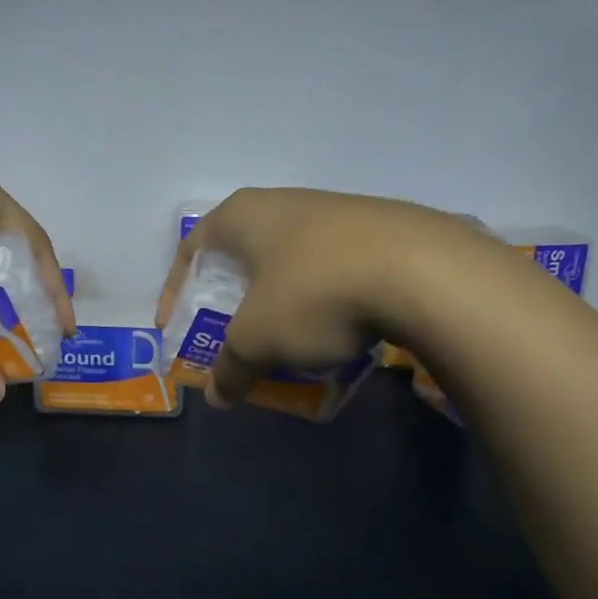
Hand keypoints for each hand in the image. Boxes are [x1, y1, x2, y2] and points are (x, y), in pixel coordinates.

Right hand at [154, 188, 496, 407]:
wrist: (422, 270)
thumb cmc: (314, 292)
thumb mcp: (259, 339)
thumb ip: (231, 367)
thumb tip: (218, 396)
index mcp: (244, 215)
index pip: (192, 248)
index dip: (176, 290)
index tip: (176, 326)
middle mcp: (285, 203)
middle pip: (243, 255)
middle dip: (233, 301)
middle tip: (234, 337)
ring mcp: (335, 212)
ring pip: (291, 263)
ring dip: (281, 303)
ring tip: (288, 341)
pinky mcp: (378, 230)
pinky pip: (332, 269)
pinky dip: (322, 301)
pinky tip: (338, 330)